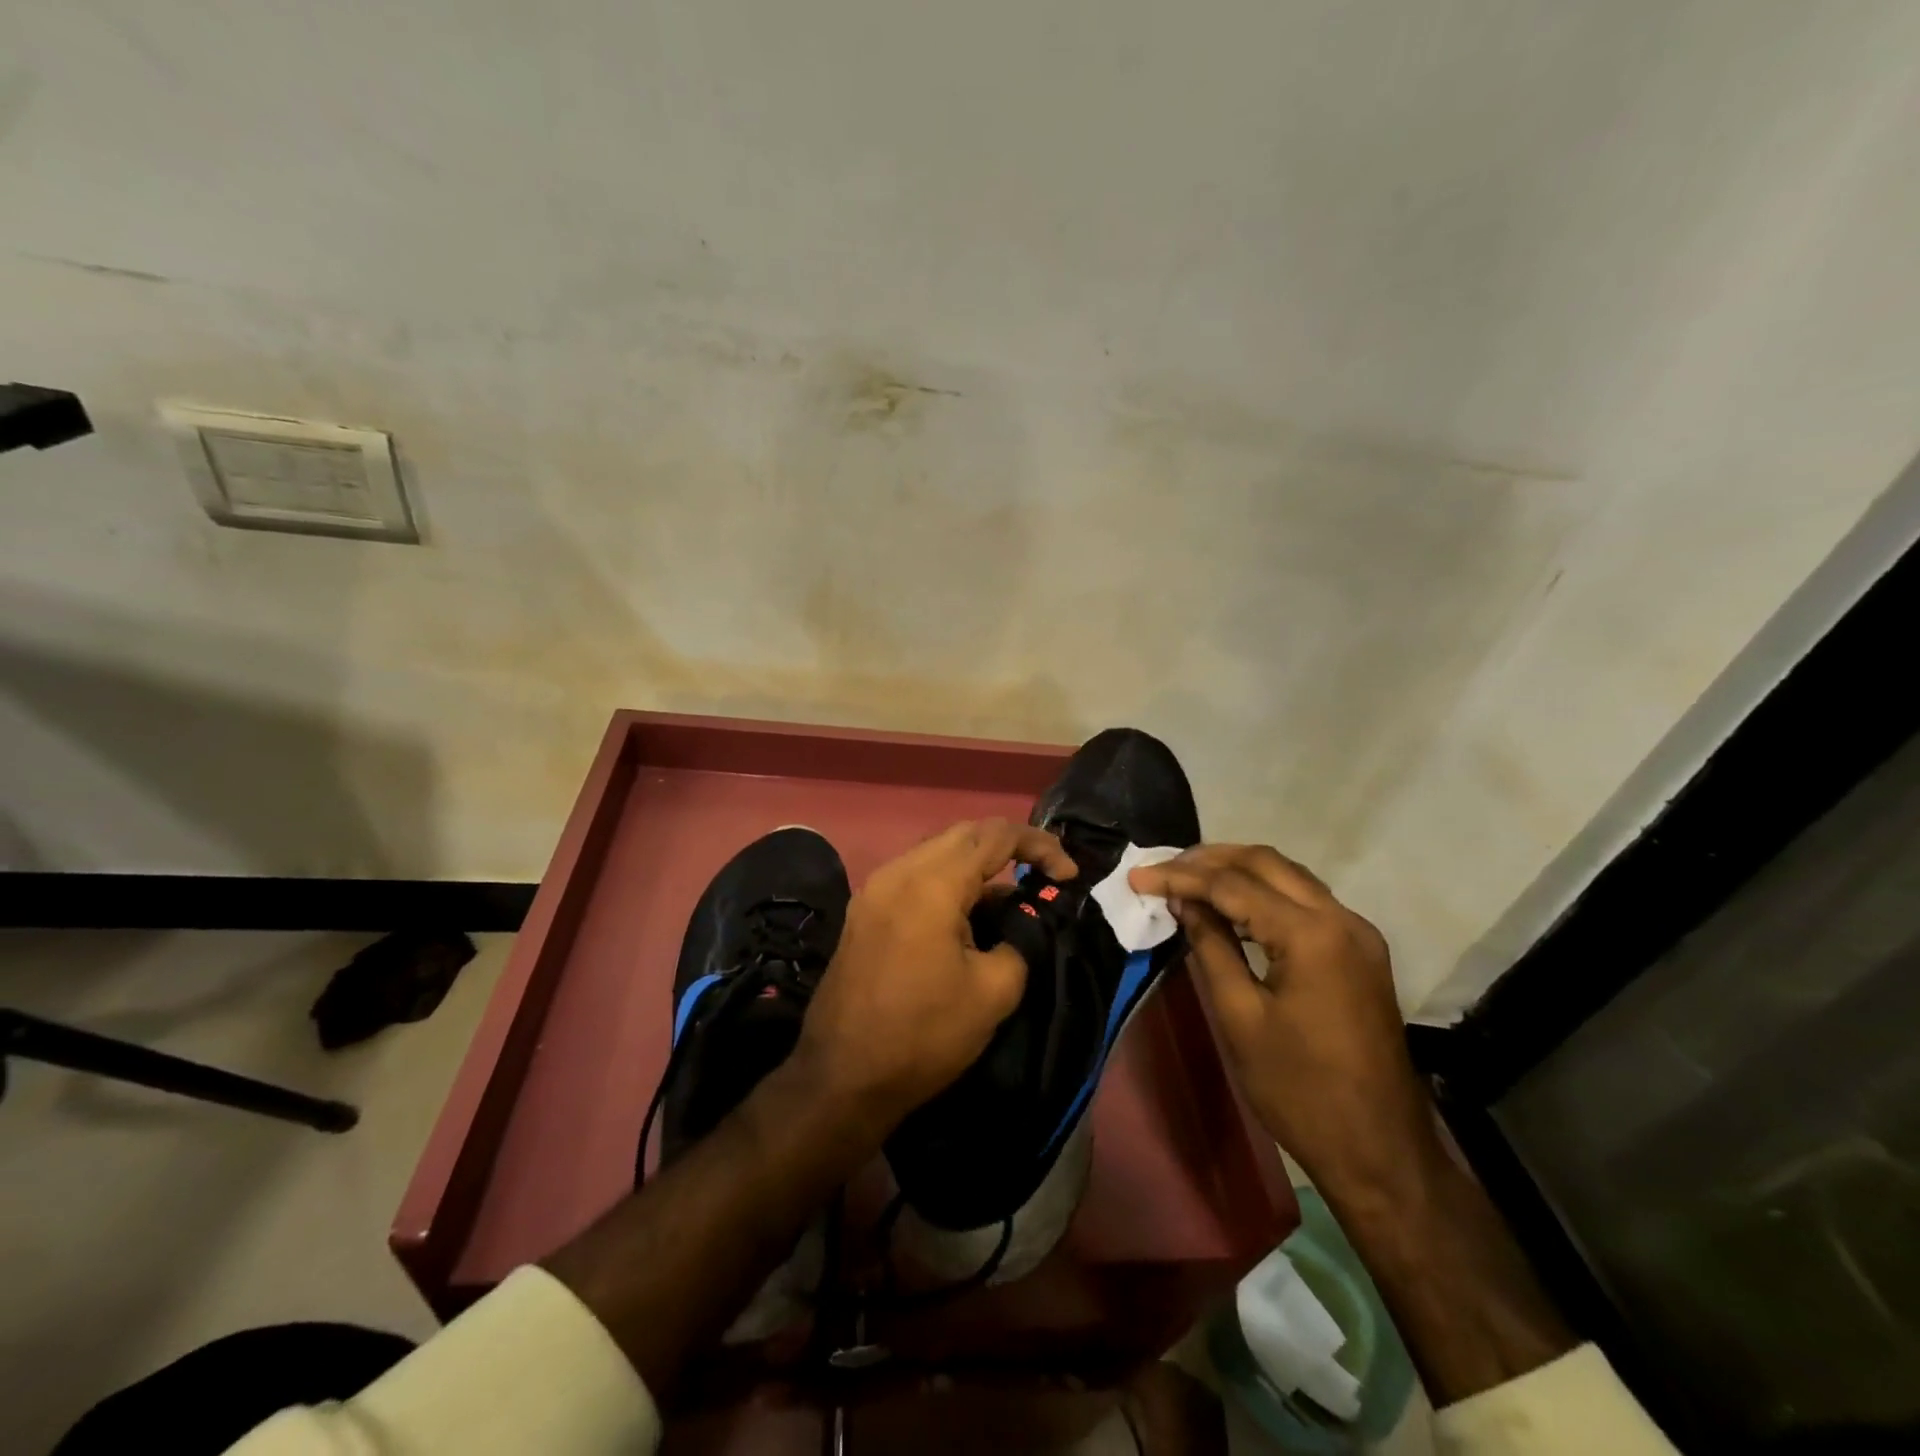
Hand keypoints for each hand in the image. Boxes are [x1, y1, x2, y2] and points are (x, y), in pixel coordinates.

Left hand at [798, 818, 1077, 1132]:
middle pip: (964, 834)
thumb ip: (1021, 939)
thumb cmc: (924, 1034)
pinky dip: (949, 882)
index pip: (996, 835)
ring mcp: (875, 889)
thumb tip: (1024, 920)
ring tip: (1010, 897)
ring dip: (977, 864)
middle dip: (1009, 846)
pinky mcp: (865, 911)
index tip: (1068, 877)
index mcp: (931, 883)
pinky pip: (915, 876)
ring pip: (937, 852)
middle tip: (1042, 875)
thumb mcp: (994, 992)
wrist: (843, 1077)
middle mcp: (898, 871)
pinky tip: (968, 915)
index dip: (1040, 846)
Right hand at [1129, 844, 1438, 1200]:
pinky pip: (1305, 901)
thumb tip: (1184, 902)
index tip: (1138, 876)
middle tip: (1163, 868)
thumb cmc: (1300, 1090)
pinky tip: (1231, 907)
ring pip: (1289, 876)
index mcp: (1312, 935)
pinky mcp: (1360, 951)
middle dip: (1209, 859)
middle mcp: (1342, 919)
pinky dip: (1263, 893)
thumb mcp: (1240, 1018)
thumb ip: (1211, 947)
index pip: (1234, 884)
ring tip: (1187, 879)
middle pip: (1266, 862)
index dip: (1180, 876)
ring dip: (1237, 870)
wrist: (1380, 1151)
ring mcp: (1357, 934)